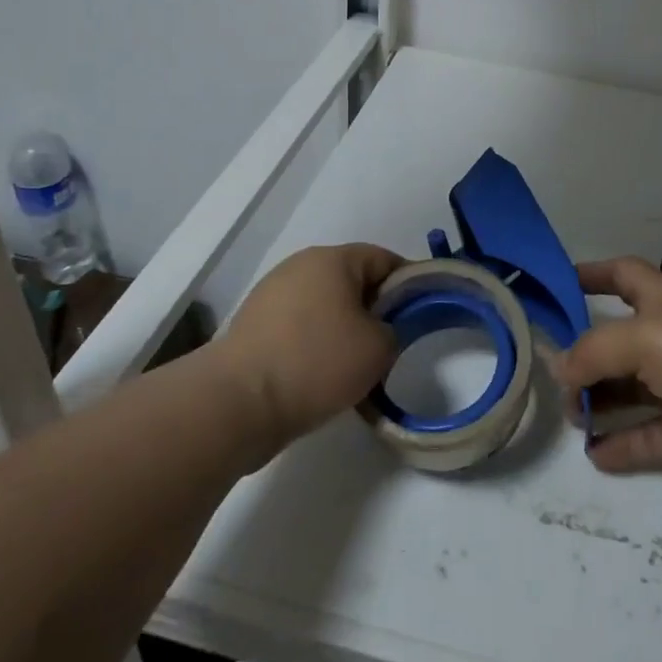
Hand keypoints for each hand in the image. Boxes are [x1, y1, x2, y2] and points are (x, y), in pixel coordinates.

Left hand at [223, 243, 402, 452]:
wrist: (238, 402)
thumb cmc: (317, 362)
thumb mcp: (379, 348)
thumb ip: (395, 330)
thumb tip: (379, 331)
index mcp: (332, 259)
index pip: (384, 258)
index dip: (409, 283)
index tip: (423, 312)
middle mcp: (299, 267)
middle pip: (352, 282)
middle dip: (375, 309)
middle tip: (393, 343)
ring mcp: (272, 296)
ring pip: (325, 307)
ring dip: (345, 330)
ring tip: (359, 367)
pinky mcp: (254, 328)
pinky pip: (300, 329)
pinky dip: (317, 346)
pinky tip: (325, 378)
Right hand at [558, 257, 661, 488]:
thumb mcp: (642, 337)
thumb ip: (593, 350)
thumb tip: (561, 370)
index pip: (622, 275)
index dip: (591, 274)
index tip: (557, 283)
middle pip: (616, 340)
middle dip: (584, 354)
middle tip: (553, 376)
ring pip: (628, 391)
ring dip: (597, 401)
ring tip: (571, 416)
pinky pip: (645, 437)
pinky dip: (619, 444)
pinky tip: (594, 453)